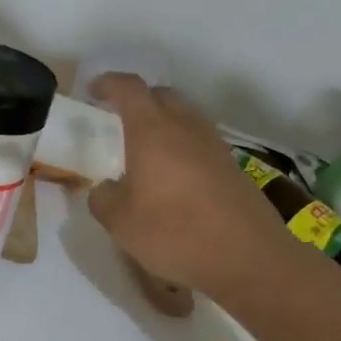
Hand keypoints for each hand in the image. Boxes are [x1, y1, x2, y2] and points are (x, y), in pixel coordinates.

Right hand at [87, 73, 298, 299]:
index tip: (93, 91)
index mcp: (152, 131)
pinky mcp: (233, 167)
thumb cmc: (174, 233)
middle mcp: (186, 128)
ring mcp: (214, 146)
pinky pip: (201, 142)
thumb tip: (104, 189)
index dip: (109, 83)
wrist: (247, 257)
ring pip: (185, 117)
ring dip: (164, 123)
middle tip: (120, 120)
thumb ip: (103, 199)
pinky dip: (183, 147)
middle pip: (162, 95)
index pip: (129, 89)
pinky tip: (175, 177)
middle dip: (139, 100)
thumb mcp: (121, 223)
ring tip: (148, 150)